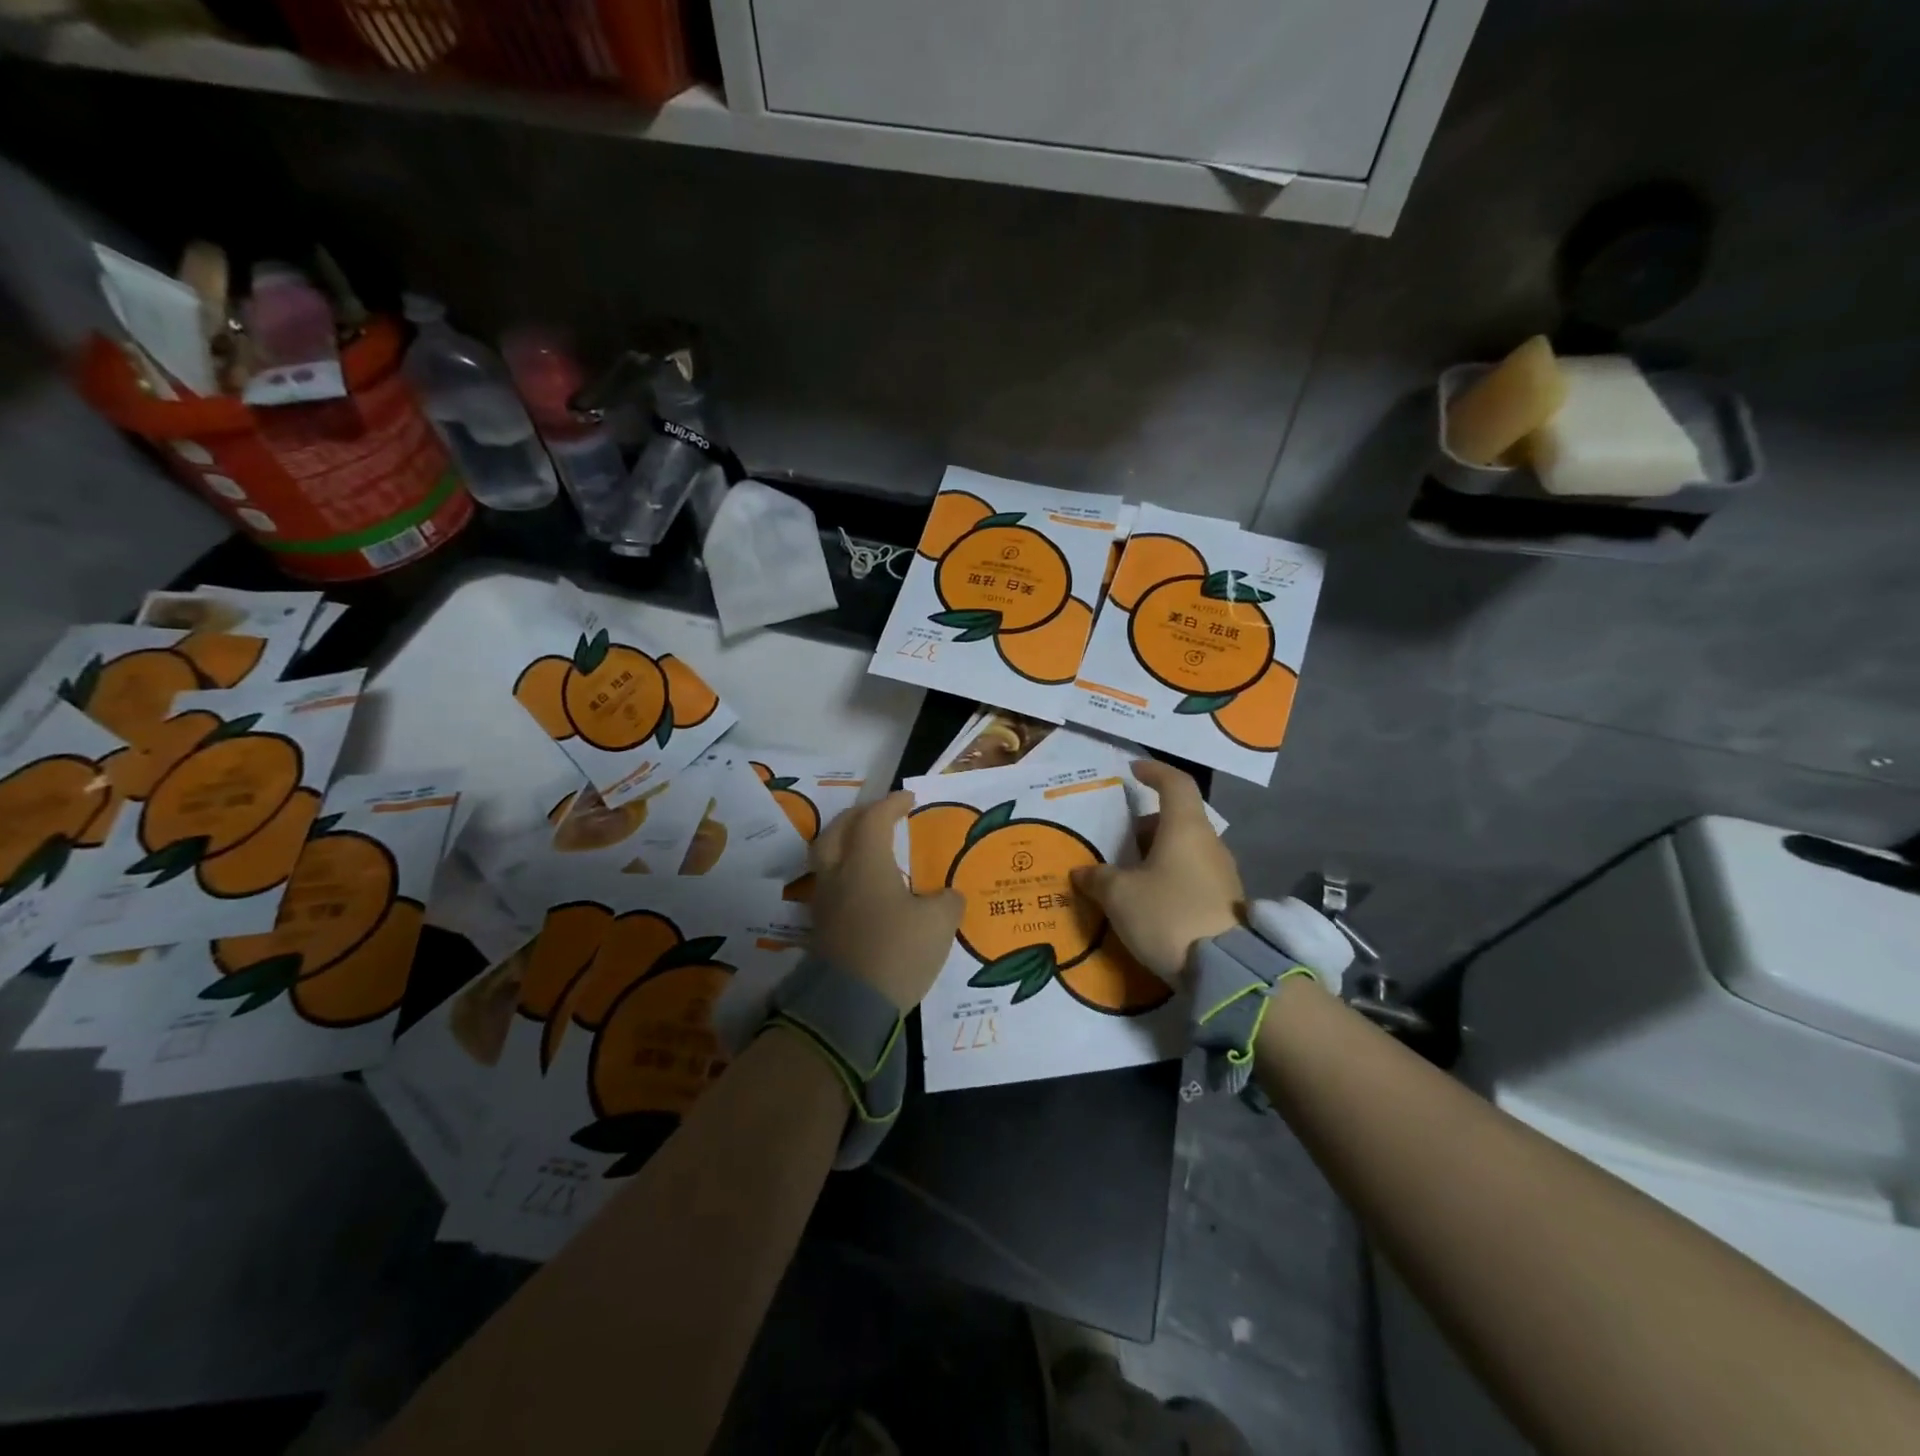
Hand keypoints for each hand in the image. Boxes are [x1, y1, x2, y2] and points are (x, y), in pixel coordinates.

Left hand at [809, 791, 963, 1012]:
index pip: (874, 818)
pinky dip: (844, 873)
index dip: (892, 804)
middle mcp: (838, 873)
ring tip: (868, 847)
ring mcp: (824, 901)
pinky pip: (829, 884)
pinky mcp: (820, 927)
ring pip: (826, 856)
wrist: (850, 1007)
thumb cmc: (897, 952)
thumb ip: (947, 901)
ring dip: (845, 842)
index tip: (909, 798)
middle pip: (838, 829)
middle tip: (881, 815)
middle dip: (860, 816)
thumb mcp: (939, 924)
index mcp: (866, 862)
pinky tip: (863, 887)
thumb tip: (947, 896)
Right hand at [1070, 760, 1242, 983]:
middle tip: (1120, 840)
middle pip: (1178, 819)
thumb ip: (1098, 878)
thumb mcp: (1120, 896)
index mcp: (1186, 828)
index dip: (1154, 772)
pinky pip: (1192, 876)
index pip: (1175, 783)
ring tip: (1129, 875)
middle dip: (1147, 825)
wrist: (1225, 971)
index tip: (1134, 770)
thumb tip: (1082, 872)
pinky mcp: (1226, 903)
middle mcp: (1209, 843)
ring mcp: (1222, 874)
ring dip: (1157, 854)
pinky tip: (1149, 902)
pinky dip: (1170, 877)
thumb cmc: (1168, 915)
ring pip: (1185, 849)